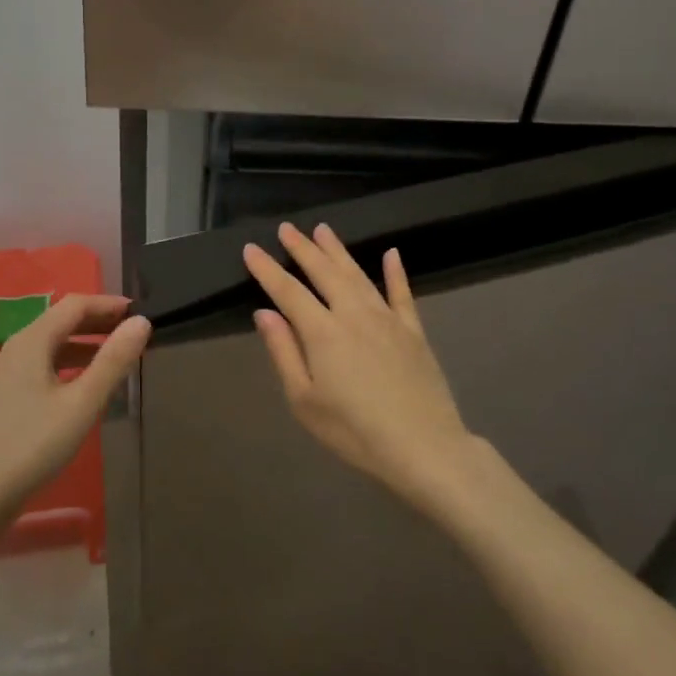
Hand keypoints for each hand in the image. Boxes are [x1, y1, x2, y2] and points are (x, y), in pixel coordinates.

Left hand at [0, 295, 150, 527]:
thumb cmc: (32, 445)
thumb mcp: (82, 403)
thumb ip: (113, 361)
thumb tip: (142, 322)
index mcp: (32, 341)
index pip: (75, 305)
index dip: (108, 304)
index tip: (139, 312)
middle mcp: (16, 348)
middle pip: (61, 321)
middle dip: (98, 322)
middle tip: (132, 332)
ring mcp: (7, 373)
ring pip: (51, 344)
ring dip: (85, 344)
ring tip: (115, 357)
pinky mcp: (5, 396)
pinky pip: (42, 365)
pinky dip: (68, 364)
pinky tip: (83, 386)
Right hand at [244, 223, 473, 513]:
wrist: (424, 447)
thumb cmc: (355, 431)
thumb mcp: (305, 401)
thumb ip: (284, 352)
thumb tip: (264, 313)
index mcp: (323, 332)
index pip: (288, 291)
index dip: (267, 269)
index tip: (251, 249)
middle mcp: (354, 314)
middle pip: (324, 272)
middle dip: (302, 248)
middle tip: (287, 228)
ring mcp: (388, 319)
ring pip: (358, 275)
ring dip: (338, 251)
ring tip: (323, 229)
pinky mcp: (414, 331)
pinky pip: (402, 293)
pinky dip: (396, 272)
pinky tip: (391, 254)